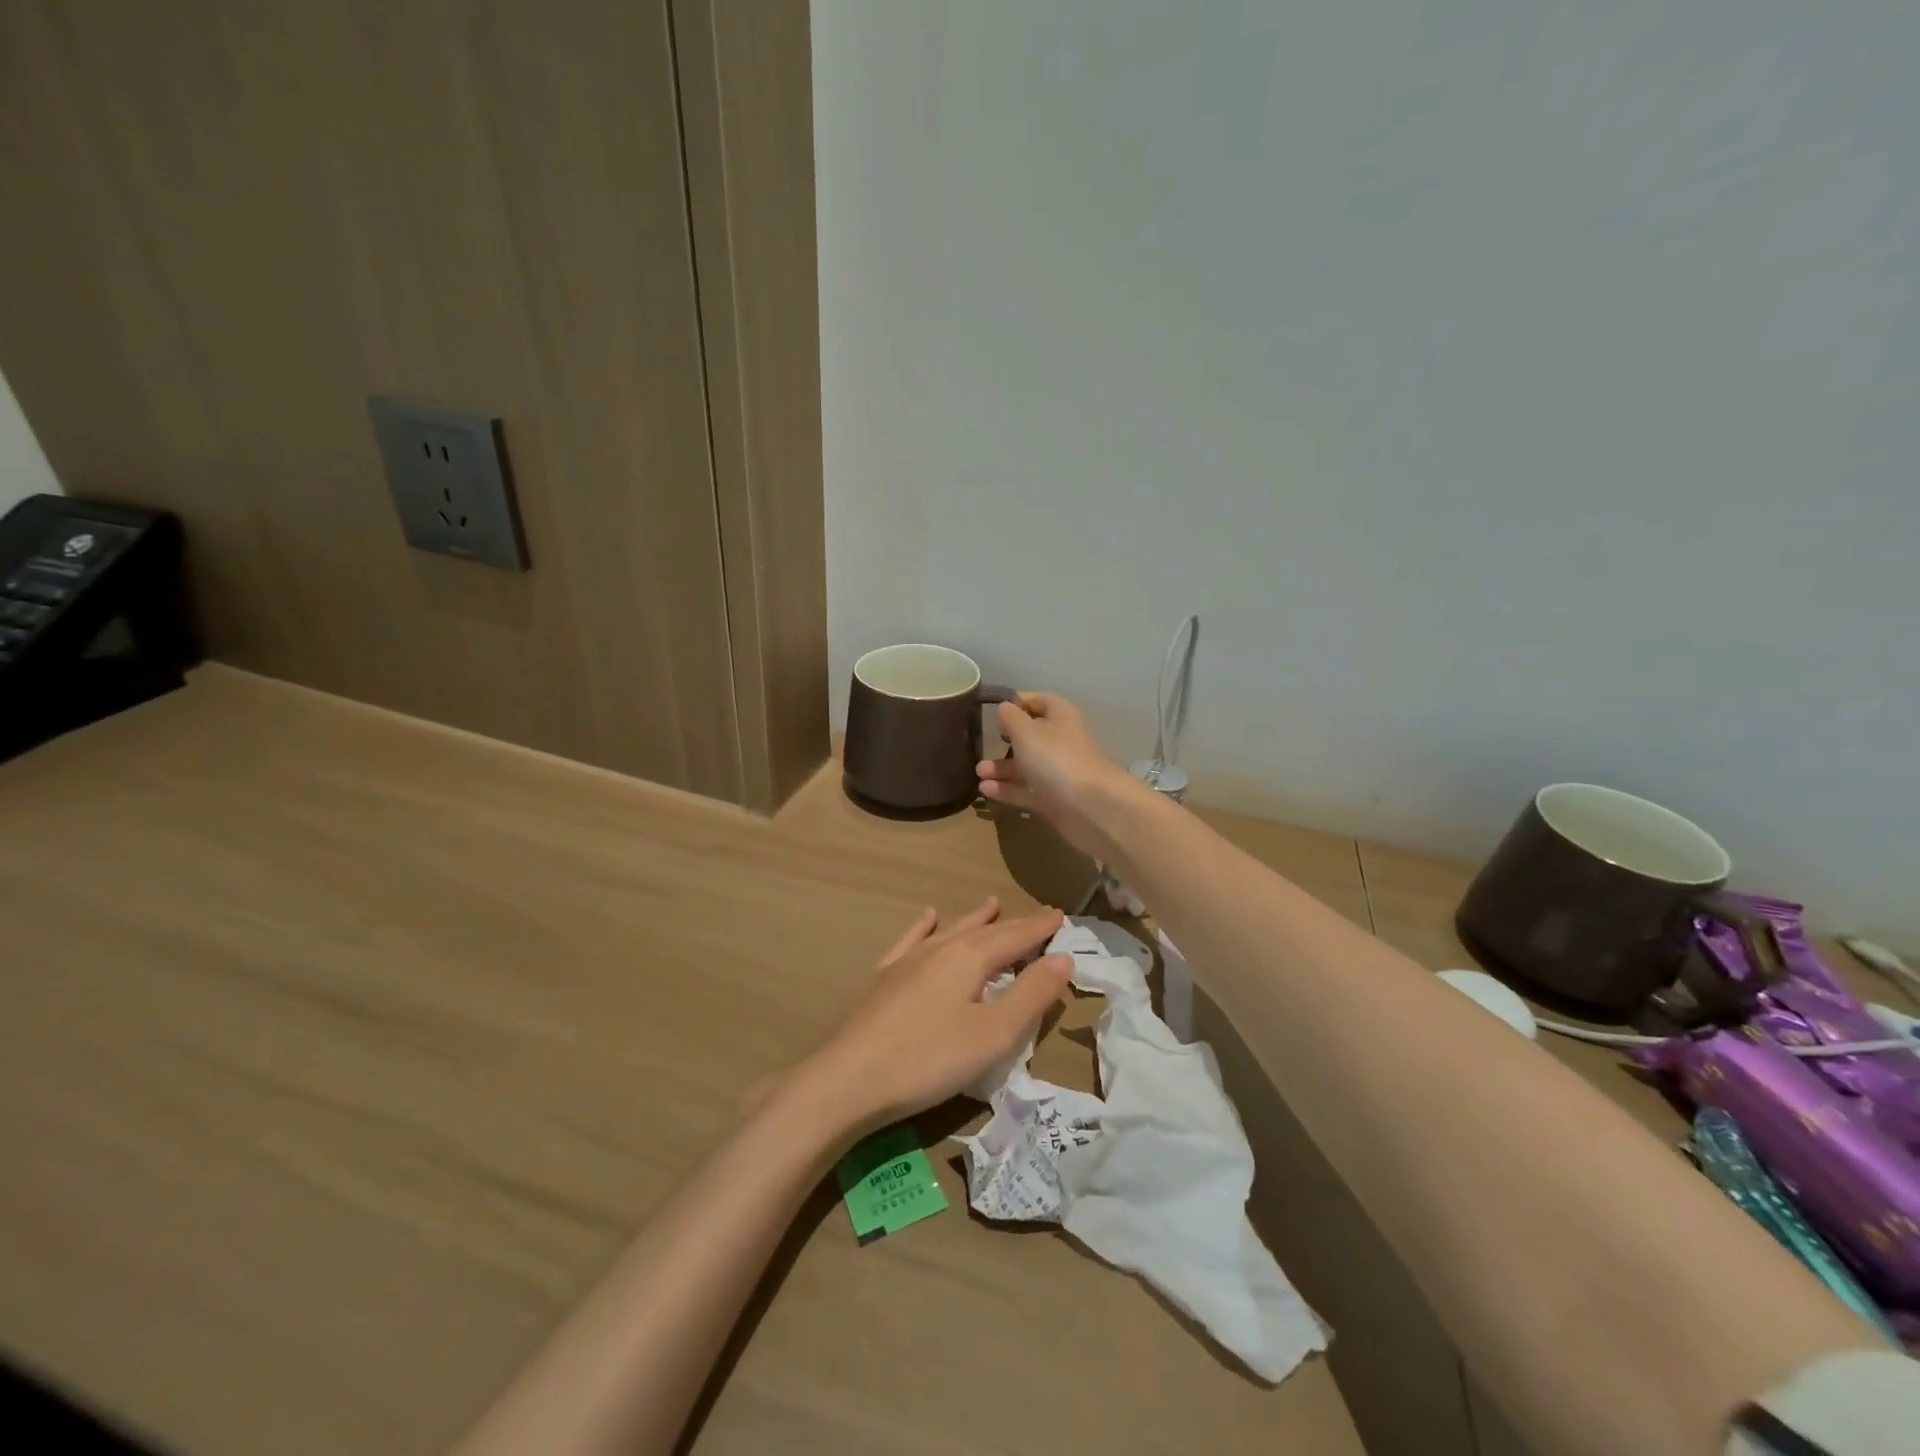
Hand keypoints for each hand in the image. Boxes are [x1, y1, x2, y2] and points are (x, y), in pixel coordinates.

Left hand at [794, 899, 1070, 1134]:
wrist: (849, 1078)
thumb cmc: (928, 1059)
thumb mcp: (993, 1035)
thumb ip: (1031, 995)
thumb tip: (1064, 957)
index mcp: (969, 959)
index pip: (1015, 937)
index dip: (1040, 928)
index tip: (1061, 915)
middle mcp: (939, 949)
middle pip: (985, 932)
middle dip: (1015, 924)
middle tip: (1039, 915)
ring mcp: (908, 961)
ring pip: (950, 931)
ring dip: (974, 919)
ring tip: (991, 903)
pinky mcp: (884, 978)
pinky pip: (910, 941)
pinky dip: (924, 927)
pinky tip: (928, 917)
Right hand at [976, 693, 1134, 858]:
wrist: (1091, 807)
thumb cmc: (1056, 759)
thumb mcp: (1026, 731)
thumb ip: (1011, 718)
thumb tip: (1005, 708)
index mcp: (1060, 717)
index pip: (1040, 701)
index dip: (1018, 703)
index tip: (993, 711)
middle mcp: (1061, 742)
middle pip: (1031, 736)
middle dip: (1005, 741)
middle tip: (981, 746)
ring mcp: (1058, 773)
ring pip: (1026, 766)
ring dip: (1002, 768)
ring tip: (978, 773)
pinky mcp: (1054, 799)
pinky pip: (1026, 790)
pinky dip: (1007, 789)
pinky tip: (985, 790)